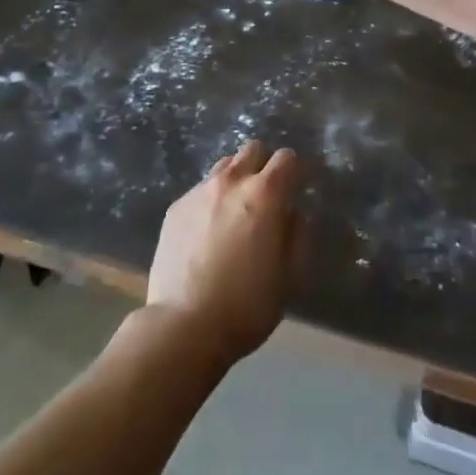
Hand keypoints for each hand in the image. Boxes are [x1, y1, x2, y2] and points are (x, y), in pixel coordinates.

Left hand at [146, 141, 299, 367]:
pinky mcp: (176, 207)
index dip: (297, 170)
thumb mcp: (289, 277)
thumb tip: (293, 213)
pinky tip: (208, 231)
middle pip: (253, 149)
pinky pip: (201, 190)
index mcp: (265, 194)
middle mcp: (231, 181)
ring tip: (236, 211)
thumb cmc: (246, 305)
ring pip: (225, 166)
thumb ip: (297, 236)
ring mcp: (199, 191)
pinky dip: (211, 200)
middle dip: (265, 165)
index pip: (287, 158)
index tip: (299, 186)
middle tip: (267, 196)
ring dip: (237, 179)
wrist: (183, 325)